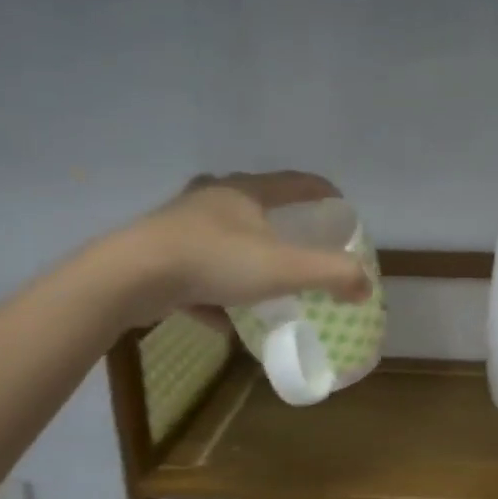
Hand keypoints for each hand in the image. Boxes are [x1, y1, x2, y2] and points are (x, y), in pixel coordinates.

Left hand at [129, 171, 369, 324]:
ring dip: (246, 256)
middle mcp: (213, 199)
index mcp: (245, 192)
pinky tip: (222, 316)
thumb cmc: (215, 261)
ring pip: (224, 237)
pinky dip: (214, 289)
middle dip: (281, 222)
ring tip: (263, 279)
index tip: (340, 203)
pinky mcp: (159, 253)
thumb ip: (331, 274)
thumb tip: (366, 284)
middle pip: (256, 204)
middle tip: (301, 241)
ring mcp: (182, 225)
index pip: (295, 182)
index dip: (321, 190)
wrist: (132, 277)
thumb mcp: (284, 269)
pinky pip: (198, 270)